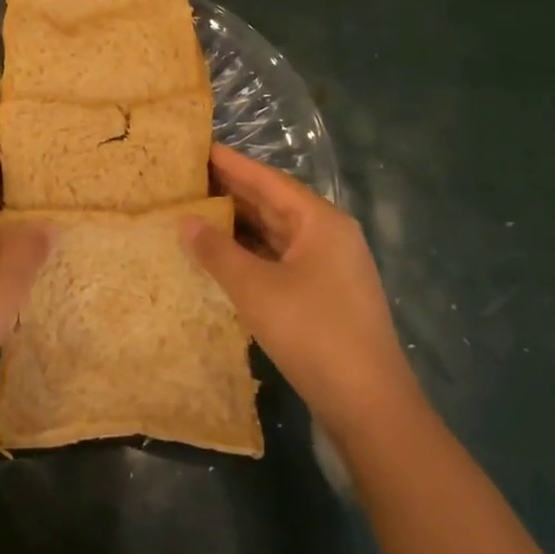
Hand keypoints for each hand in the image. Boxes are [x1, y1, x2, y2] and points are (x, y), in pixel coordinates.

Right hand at [184, 143, 416, 429]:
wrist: (369, 406)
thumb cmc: (312, 333)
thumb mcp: (255, 288)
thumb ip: (216, 250)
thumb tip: (185, 220)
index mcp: (320, 222)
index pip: (267, 180)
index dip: (231, 163)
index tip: (197, 147)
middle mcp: (328, 237)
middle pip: (273, 204)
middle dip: (231, 193)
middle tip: (186, 178)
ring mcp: (329, 268)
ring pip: (276, 235)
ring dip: (238, 226)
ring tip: (194, 212)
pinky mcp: (324, 297)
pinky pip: (280, 260)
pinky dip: (250, 254)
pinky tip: (221, 257)